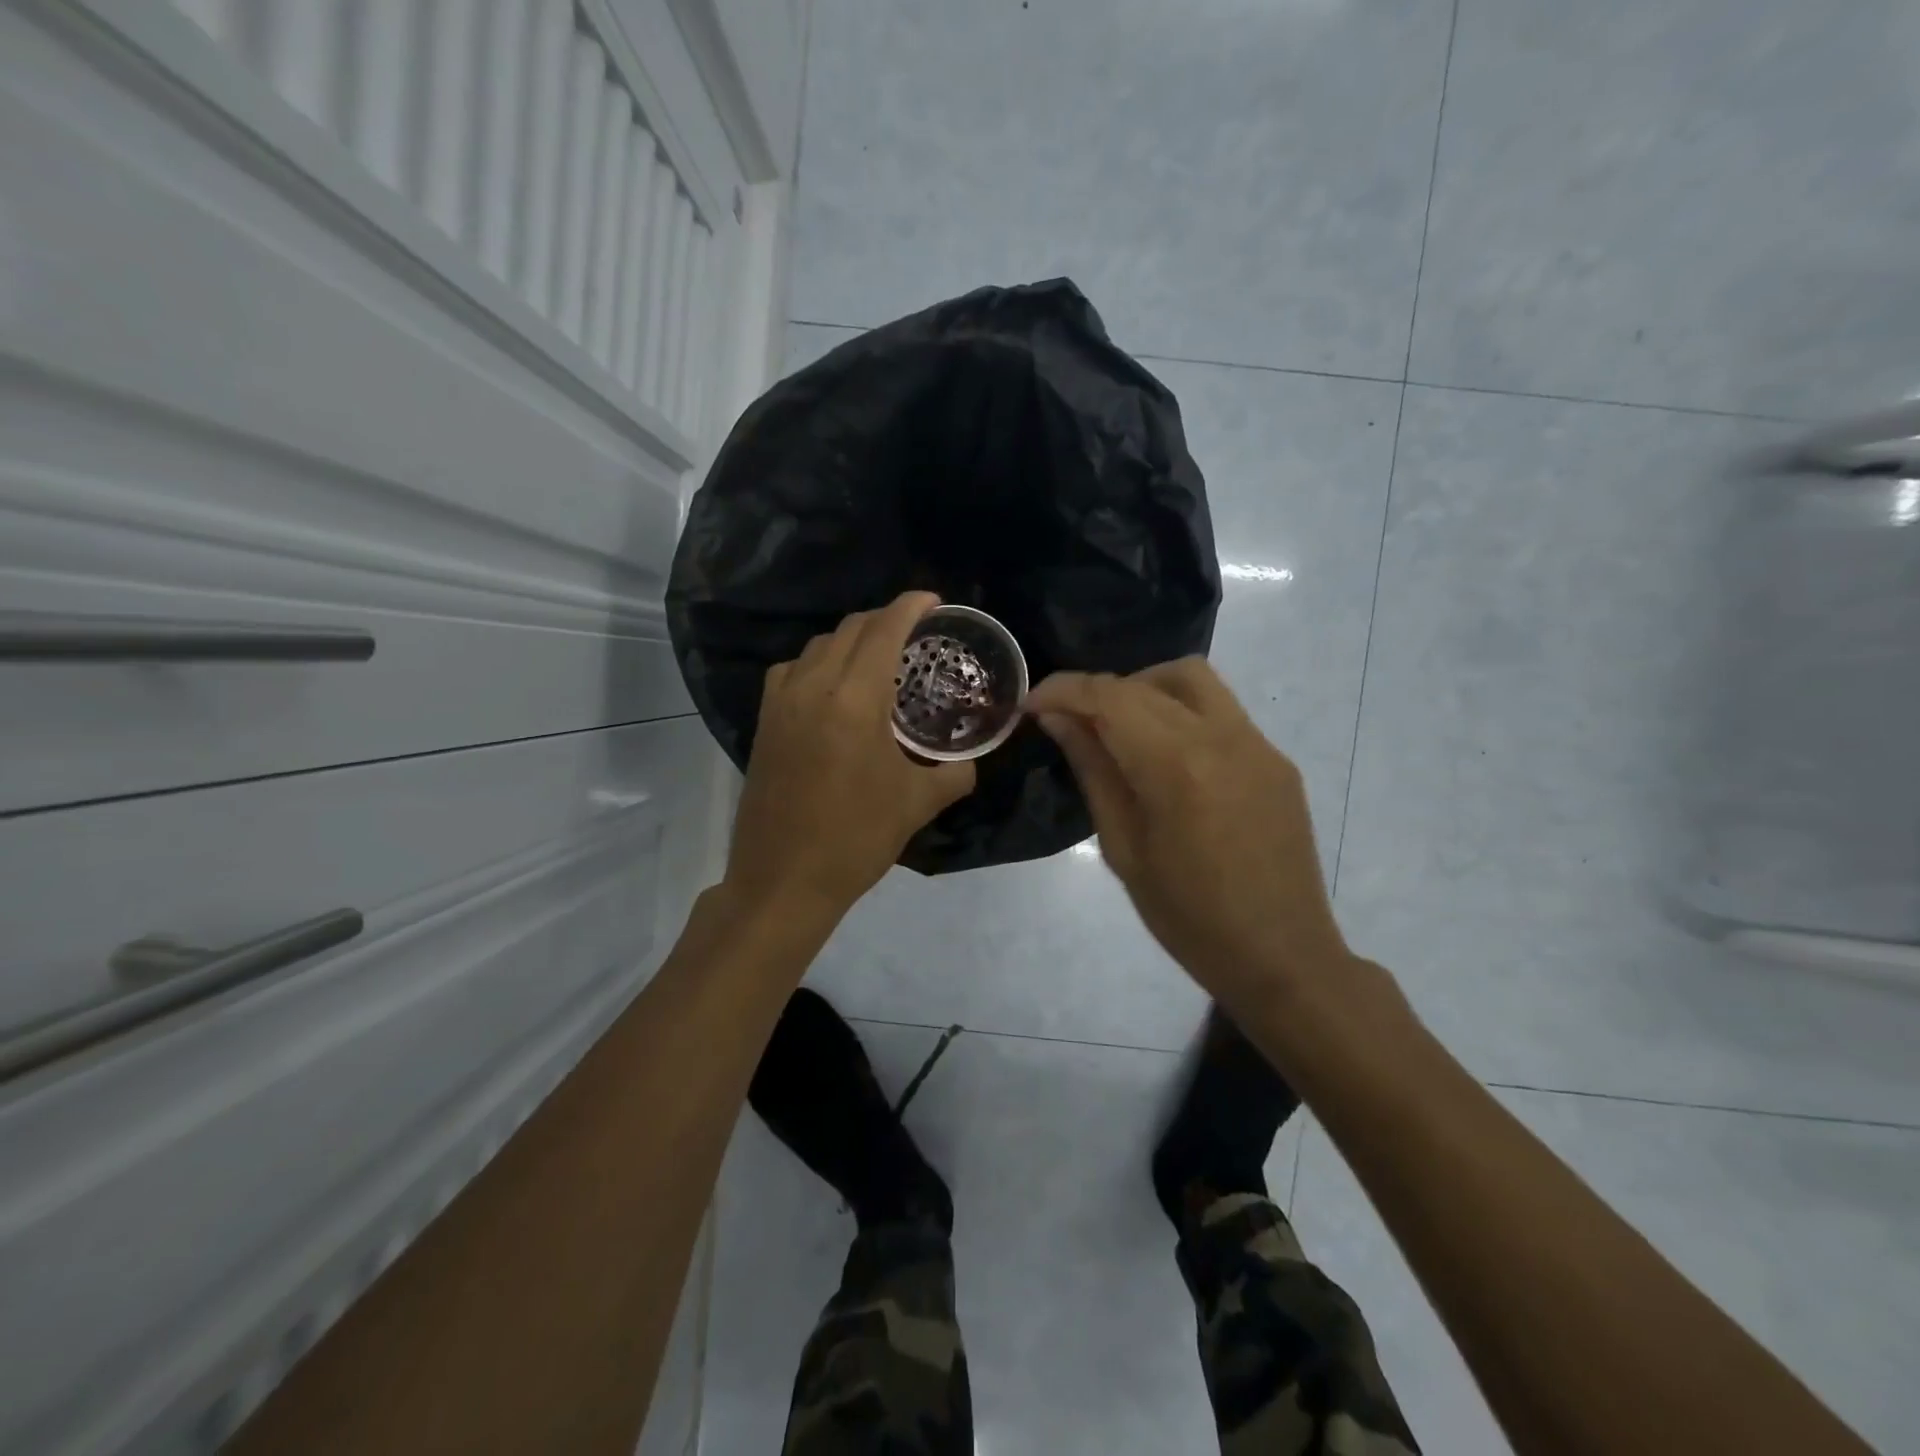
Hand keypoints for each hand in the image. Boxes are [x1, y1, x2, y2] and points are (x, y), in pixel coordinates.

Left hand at [725, 592, 975, 924]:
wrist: (784, 879)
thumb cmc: (856, 838)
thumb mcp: (919, 803)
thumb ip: (955, 772)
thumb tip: (970, 759)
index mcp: (854, 700)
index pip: (884, 629)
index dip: (910, 606)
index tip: (934, 600)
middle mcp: (813, 687)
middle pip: (850, 628)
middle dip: (885, 620)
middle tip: (915, 633)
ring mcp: (781, 702)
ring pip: (818, 645)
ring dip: (851, 639)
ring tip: (878, 657)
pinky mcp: (764, 721)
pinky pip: (792, 670)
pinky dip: (818, 662)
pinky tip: (833, 688)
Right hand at [1025, 659, 1348, 1011]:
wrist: (1281, 955)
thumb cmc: (1188, 917)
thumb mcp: (1123, 849)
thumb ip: (1093, 771)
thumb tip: (1060, 720)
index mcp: (1176, 766)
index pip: (1109, 697)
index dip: (1063, 691)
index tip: (1032, 705)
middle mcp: (1222, 737)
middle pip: (1147, 681)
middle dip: (1097, 691)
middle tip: (1069, 722)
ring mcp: (1258, 743)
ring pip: (1192, 679)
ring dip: (1144, 688)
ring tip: (1120, 728)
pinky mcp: (1276, 758)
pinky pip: (1221, 710)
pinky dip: (1180, 713)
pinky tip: (1168, 757)